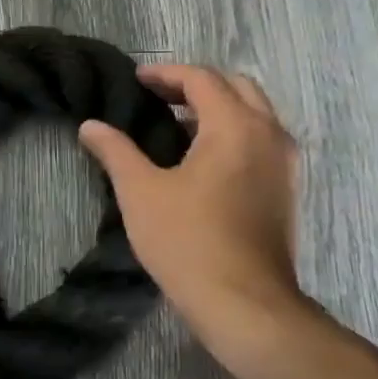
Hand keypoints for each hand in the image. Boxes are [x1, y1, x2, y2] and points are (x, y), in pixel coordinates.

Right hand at [78, 64, 316, 344]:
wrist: (244, 304)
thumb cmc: (188, 242)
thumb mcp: (141, 192)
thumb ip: (115, 151)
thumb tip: (90, 125)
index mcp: (235, 126)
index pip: (202, 79)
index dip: (166, 74)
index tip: (136, 81)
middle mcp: (269, 134)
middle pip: (236, 87)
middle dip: (196, 85)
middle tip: (158, 98)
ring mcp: (285, 163)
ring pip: (255, 113)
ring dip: (218, 108)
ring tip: (177, 125)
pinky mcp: (287, 189)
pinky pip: (262, 140)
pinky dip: (234, 132)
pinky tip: (203, 159)